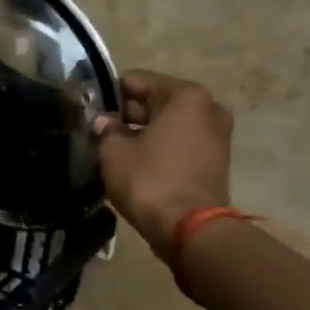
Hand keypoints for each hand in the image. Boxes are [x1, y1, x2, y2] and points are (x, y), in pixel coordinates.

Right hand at [93, 69, 233, 256]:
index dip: (110, 95)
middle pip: (156, 100)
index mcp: (186, 95)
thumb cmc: (150, 180)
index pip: (136, 80)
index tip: (92, 112)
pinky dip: (161, 146)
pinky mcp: (216, 158)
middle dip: (129, 113)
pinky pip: (180, 141)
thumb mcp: (114, 151)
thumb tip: (105, 122)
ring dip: (144, 131)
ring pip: (169, 122)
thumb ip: (107, 129)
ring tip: (118, 150)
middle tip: (102, 132)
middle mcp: (208, 107)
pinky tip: (138, 162)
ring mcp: (217, 134)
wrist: (190, 229)